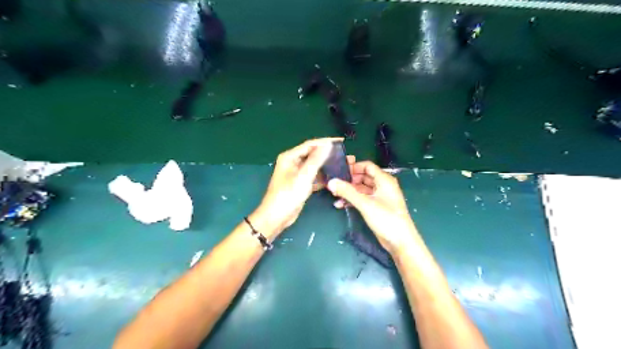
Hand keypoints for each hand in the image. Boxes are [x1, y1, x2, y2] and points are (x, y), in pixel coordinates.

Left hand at [251, 138, 338, 237]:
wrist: (277, 217)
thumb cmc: (288, 195)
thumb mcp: (303, 176)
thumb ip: (316, 159)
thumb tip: (328, 144)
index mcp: (290, 157)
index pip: (310, 144)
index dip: (326, 142)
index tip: (342, 141)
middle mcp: (293, 162)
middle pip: (313, 154)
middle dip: (328, 154)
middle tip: (344, 154)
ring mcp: (297, 174)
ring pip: (314, 166)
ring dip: (326, 165)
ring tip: (342, 165)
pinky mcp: (300, 184)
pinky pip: (314, 176)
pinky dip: (323, 176)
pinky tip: (334, 177)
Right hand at [326, 160, 422, 252]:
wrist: (400, 241)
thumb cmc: (386, 218)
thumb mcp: (365, 204)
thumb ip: (347, 192)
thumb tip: (331, 182)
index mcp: (384, 180)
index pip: (367, 166)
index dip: (353, 167)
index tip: (338, 172)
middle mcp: (382, 186)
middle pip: (363, 177)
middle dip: (349, 180)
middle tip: (334, 184)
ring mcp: (379, 197)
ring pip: (361, 188)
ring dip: (349, 191)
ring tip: (334, 195)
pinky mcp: (376, 207)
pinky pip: (362, 198)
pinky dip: (353, 200)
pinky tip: (340, 205)